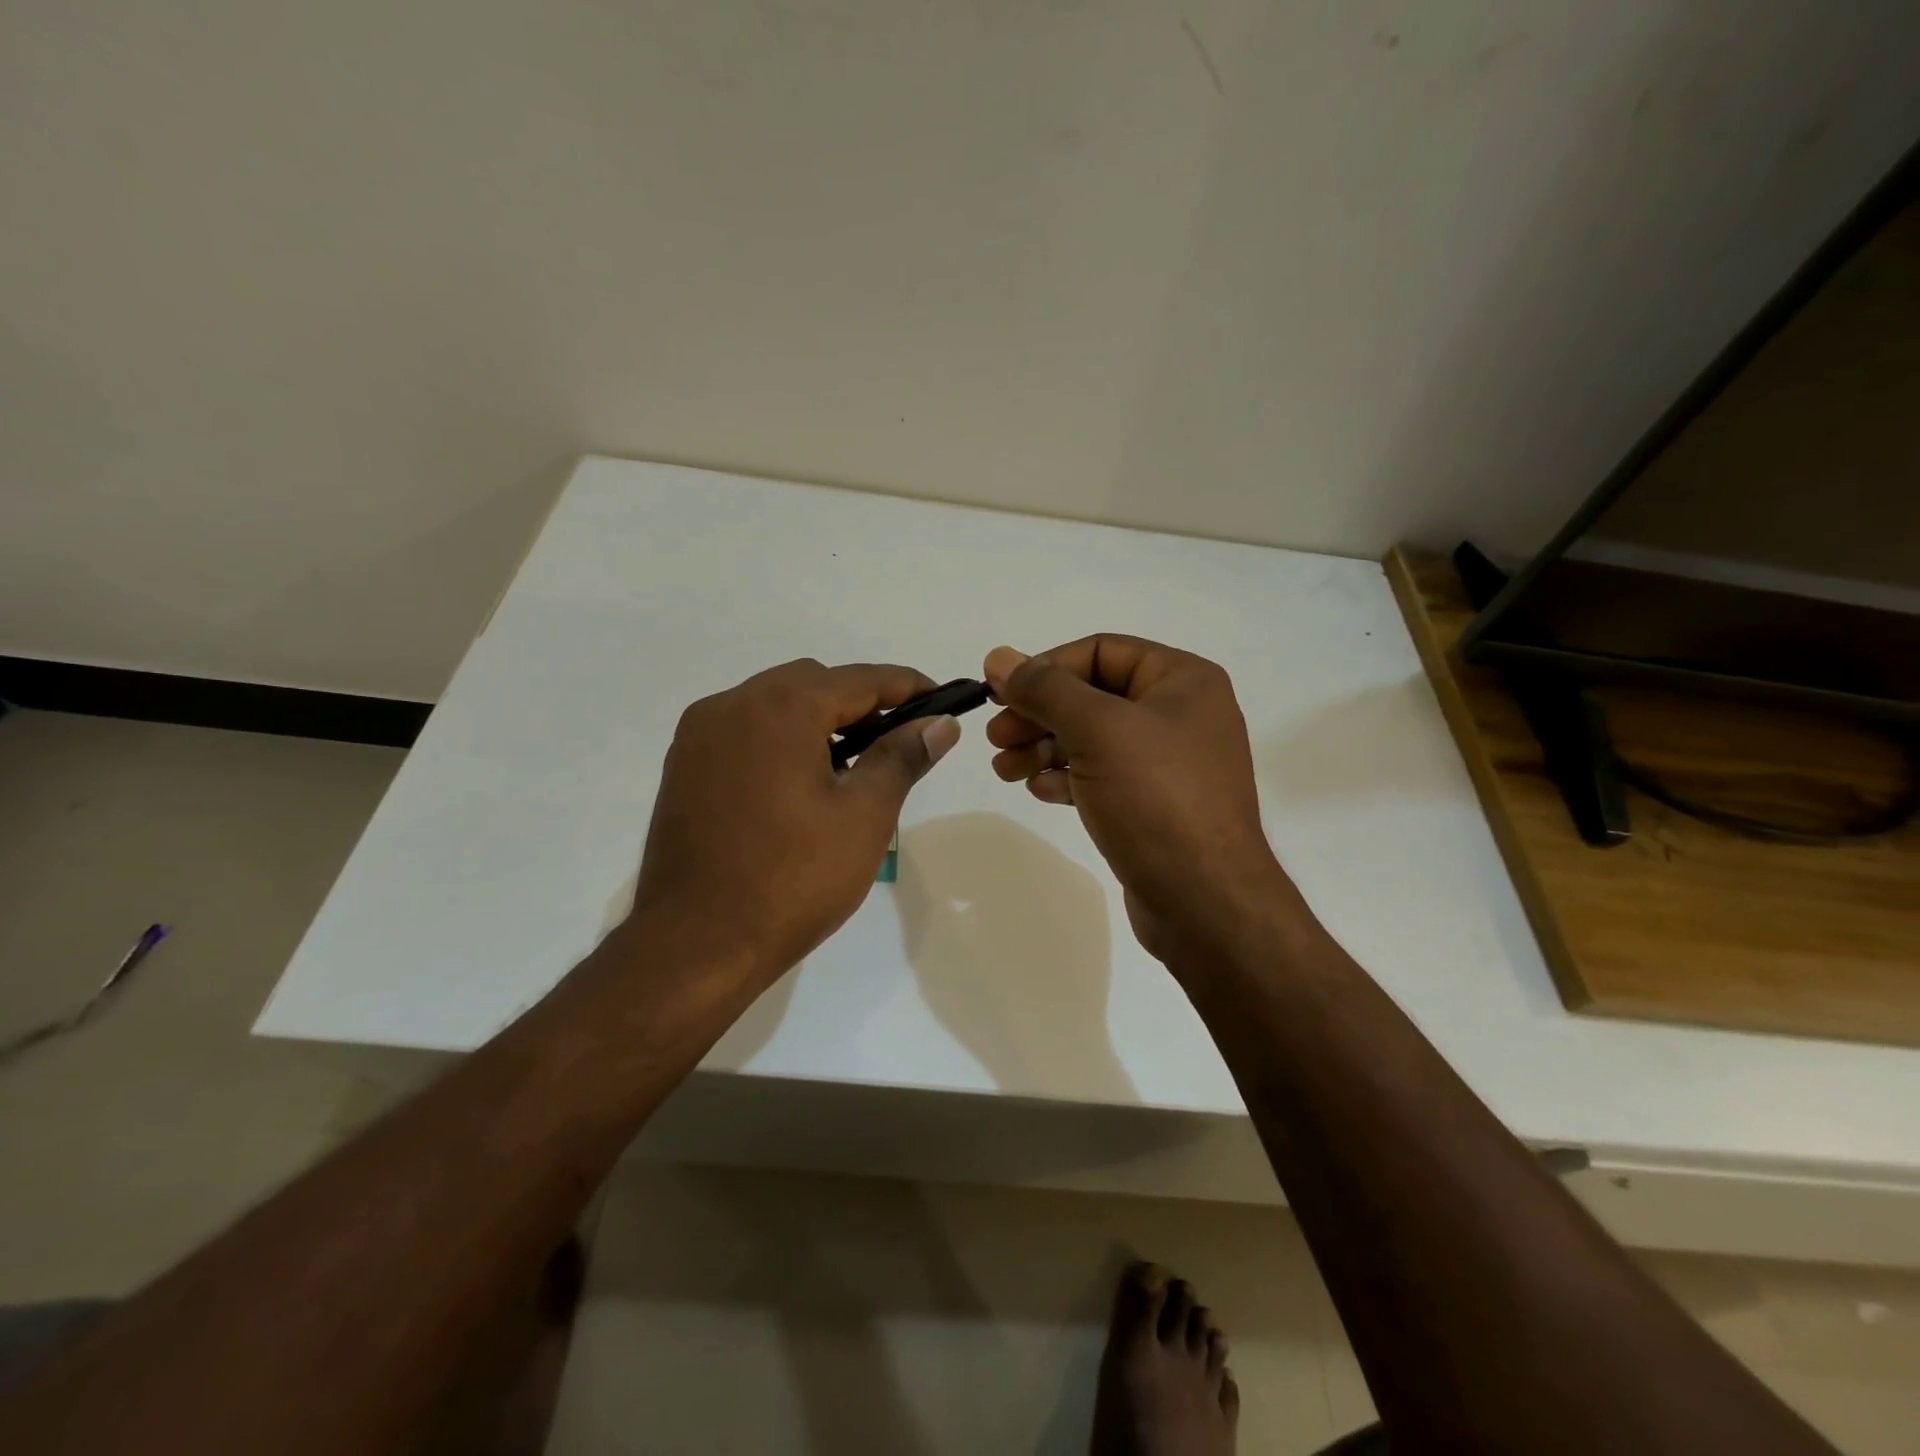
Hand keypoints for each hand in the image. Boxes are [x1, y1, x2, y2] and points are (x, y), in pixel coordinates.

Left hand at [631, 659, 960, 990]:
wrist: (696, 944)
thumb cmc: (793, 879)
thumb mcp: (865, 815)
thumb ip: (903, 756)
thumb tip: (940, 723)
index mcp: (780, 708)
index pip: (859, 679)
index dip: (907, 686)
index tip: (942, 699)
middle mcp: (732, 705)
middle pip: (812, 683)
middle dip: (860, 702)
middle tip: (897, 740)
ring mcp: (699, 736)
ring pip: (774, 704)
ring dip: (817, 720)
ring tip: (851, 767)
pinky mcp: (683, 767)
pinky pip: (744, 731)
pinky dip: (780, 739)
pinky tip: (800, 783)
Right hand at [982, 637, 1292, 966]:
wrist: (1204, 901)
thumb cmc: (1156, 798)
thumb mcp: (1097, 730)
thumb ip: (1045, 689)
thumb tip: (999, 657)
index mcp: (1182, 680)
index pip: (1100, 651)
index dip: (1045, 667)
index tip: (998, 692)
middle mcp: (1180, 714)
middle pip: (1093, 696)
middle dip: (1039, 714)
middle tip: (996, 737)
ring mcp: (1168, 763)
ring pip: (1093, 739)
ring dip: (1044, 748)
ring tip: (1005, 770)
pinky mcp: (1154, 805)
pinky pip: (1102, 776)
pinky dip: (1067, 778)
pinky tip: (1039, 791)